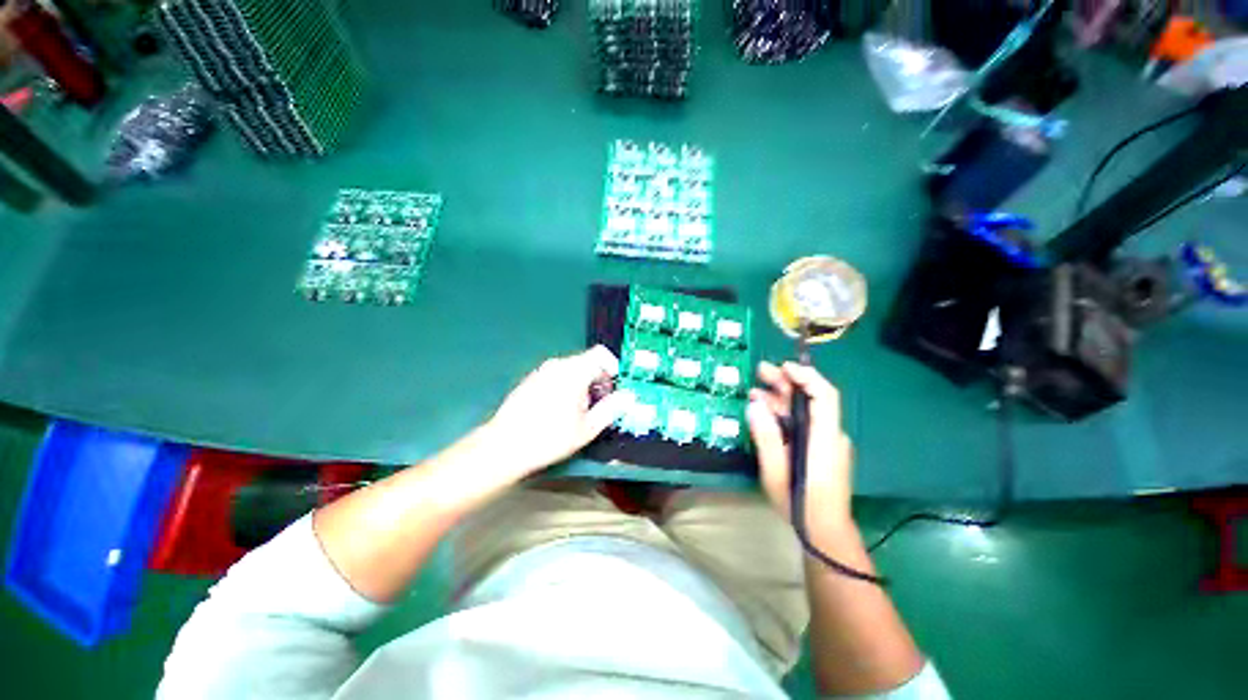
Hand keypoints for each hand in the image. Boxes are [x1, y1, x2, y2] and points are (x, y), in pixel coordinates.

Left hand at [476, 345, 634, 483]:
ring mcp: (541, 371)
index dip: (612, 368)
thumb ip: (611, 408)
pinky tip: (558, 411)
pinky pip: (556, 375)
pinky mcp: (530, 380)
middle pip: (586, 362)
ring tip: (579, 411)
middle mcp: (557, 364)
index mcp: (574, 371)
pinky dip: (565, 386)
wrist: (504, 446)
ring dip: (582, 384)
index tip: (613, 389)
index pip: (601, 354)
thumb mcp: (587, 428)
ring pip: (571, 369)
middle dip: (598, 380)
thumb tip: (629, 397)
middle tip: (599, 405)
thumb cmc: (550, 438)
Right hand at [746, 361, 854, 536]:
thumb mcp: (775, 471)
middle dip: (786, 382)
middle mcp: (830, 435)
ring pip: (805, 411)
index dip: (806, 376)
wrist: (825, 531)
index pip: (824, 396)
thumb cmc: (800, 502)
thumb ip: (766, 437)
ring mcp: (827, 442)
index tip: (784, 367)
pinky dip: (785, 414)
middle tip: (760, 371)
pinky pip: (804, 423)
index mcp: (824, 438)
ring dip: (781, 399)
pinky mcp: (821, 449)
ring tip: (755, 392)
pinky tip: (766, 414)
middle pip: (812, 399)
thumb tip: (755, 405)